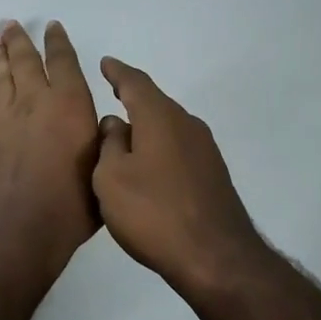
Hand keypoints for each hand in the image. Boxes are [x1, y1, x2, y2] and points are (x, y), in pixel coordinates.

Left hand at [0, 21, 100, 294]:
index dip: (58, 41)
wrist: (21, 229)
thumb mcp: (103, 166)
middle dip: (20, 40)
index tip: (53, 26)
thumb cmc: (73, 202)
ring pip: (3, 76)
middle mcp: (37, 101)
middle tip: (12, 24)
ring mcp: (9, 117)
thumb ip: (102, 139)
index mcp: (70, 103)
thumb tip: (100, 124)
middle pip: (25, 60)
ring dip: (0, 55)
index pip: (63, 61)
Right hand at [92, 58, 274, 300]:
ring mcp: (205, 150)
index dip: (117, 72)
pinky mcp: (213, 175)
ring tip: (125, 136)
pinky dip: (160, 149)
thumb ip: (110, 145)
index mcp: (160, 117)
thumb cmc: (153, 212)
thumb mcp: (112, 178)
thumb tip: (115, 124)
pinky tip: (150, 167)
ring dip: (147, 128)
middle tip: (112, 96)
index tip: (105, 63)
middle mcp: (187, 124)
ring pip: (169, 128)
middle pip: (156, 104)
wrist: (215, 256)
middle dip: (133, 99)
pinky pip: (179, 149)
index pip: (136, 83)